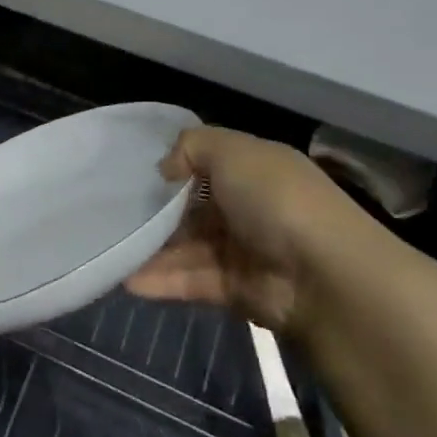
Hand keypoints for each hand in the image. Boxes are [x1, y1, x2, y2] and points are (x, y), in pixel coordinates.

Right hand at [126, 127, 376, 339]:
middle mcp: (249, 207)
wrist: (325, 278)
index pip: (208, 162)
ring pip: (188, 246)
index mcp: (255, 169)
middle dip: (157, 210)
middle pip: (194, 206)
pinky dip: (162, 280)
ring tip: (111, 248)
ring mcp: (243, 249)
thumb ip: (191, 147)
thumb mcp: (232, 151)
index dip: (175, 164)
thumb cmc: (277, 200)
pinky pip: (192, 280)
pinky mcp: (236, 289)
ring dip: (152, 249)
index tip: (134, 169)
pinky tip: (128, 279)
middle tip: (112, 211)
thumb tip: (165, 167)